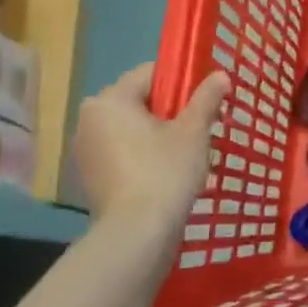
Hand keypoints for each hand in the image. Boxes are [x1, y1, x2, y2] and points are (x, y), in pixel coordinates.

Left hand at [73, 63, 229, 260]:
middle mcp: (89, 119)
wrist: (138, 233)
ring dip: (157, 133)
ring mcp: (86, 151)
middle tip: (200, 126)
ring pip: (131, 128)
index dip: (182, 80)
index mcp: (109, 100)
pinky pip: (123, 152)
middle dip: (170, 110)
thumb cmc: (165, 171)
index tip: (204, 97)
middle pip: (139, 101)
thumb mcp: (194, 131)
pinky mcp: (91, 177)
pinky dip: (143, 155)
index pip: (150, 73)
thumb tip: (221, 75)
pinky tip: (166, 172)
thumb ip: (206, 98)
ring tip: (187, 152)